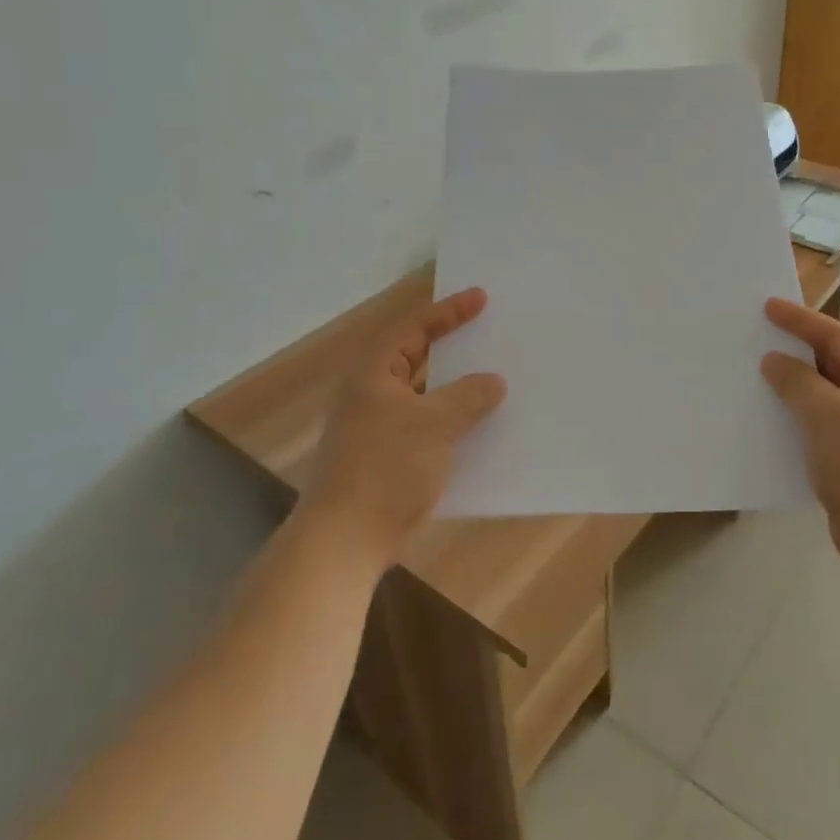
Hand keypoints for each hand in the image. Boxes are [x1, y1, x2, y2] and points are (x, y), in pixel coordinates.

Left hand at [301, 287, 506, 573]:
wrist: (345, 540)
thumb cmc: (386, 469)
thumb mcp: (434, 424)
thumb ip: (468, 396)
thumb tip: (493, 382)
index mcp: (373, 373)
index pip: (414, 327)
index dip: (449, 311)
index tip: (482, 298)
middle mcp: (370, 392)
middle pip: (416, 356)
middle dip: (452, 345)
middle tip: (487, 331)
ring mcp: (375, 425)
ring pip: (422, 393)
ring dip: (454, 385)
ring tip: (491, 376)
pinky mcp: (385, 455)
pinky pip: (424, 423)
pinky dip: (449, 418)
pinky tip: (477, 425)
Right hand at [761, 298, 839, 570]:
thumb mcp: (826, 414)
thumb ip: (797, 381)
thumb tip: (775, 361)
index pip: (837, 337)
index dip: (801, 320)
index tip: (768, 306)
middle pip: (834, 363)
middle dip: (798, 350)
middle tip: (761, 337)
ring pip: (827, 395)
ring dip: (796, 385)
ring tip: (761, 375)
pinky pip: (824, 424)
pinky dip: (800, 416)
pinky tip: (775, 419)